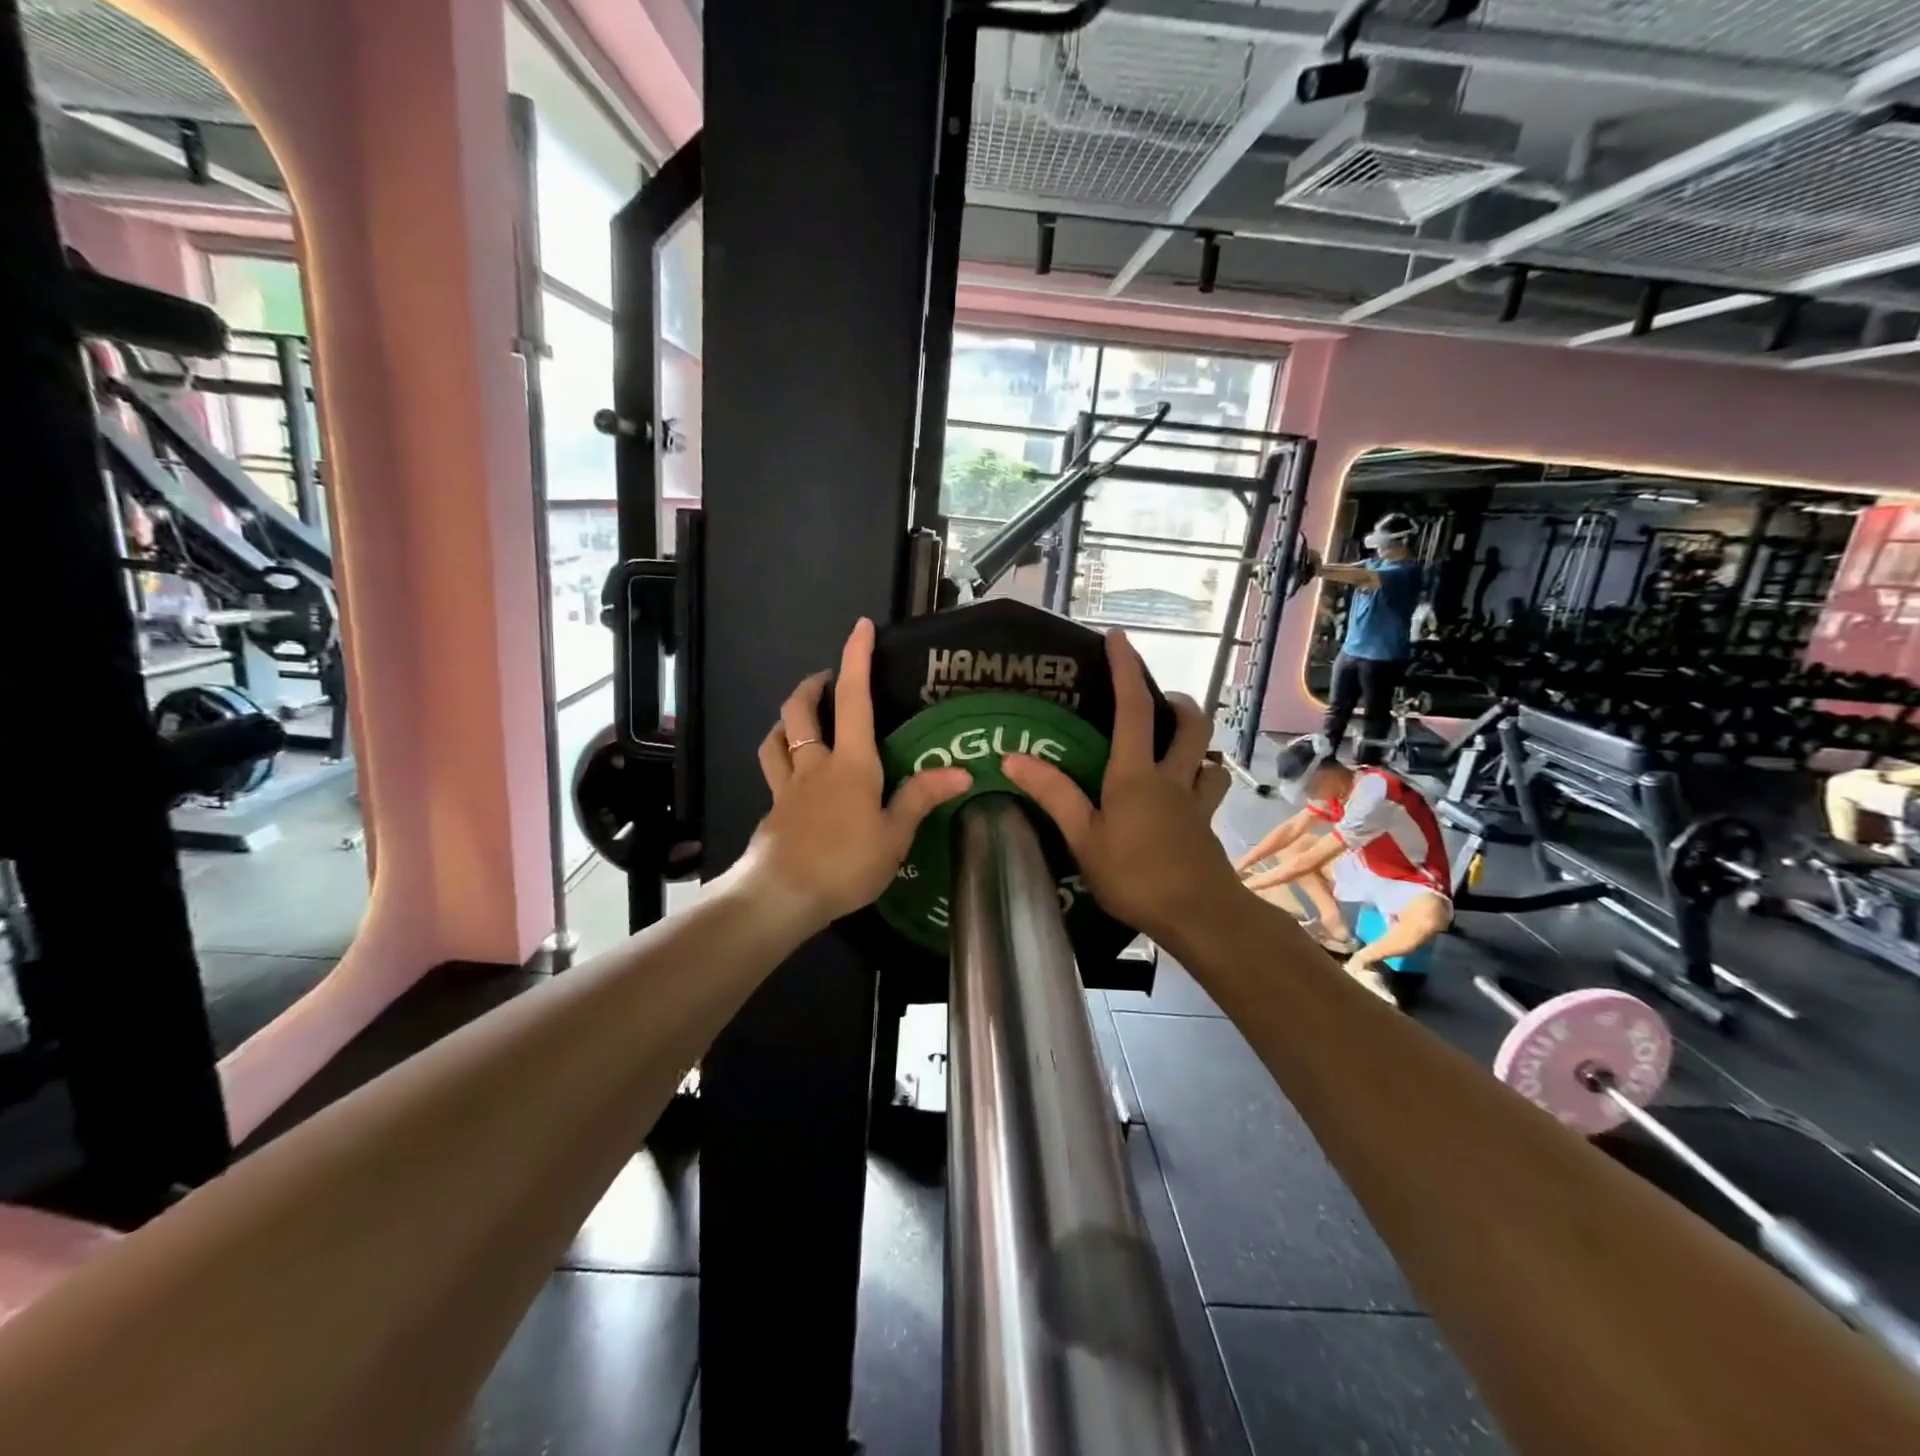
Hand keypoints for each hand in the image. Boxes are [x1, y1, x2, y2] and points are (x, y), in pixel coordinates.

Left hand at [743, 619, 970, 931]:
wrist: (780, 895)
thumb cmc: (844, 863)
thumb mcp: (893, 837)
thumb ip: (920, 799)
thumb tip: (961, 771)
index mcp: (851, 764)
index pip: (854, 699)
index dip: (856, 659)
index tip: (861, 626)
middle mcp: (815, 765)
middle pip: (800, 710)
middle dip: (811, 685)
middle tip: (827, 679)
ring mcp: (788, 787)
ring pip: (777, 737)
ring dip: (788, 719)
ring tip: (803, 720)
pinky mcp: (774, 810)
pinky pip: (773, 771)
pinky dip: (780, 759)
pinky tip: (794, 775)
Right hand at [1003, 631, 1239, 943]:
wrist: (1198, 915)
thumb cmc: (1134, 876)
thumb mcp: (1084, 838)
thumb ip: (1054, 795)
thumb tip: (1014, 757)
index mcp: (1136, 775)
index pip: (1132, 709)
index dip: (1126, 670)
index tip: (1118, 638)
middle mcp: (1171, 777)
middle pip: (1190, 724)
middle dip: (1176, 702)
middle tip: (1155, 701)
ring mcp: (1195, 801)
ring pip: (1207, 755)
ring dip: (1194, 740)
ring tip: (1173, 745)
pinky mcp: (1206, 825)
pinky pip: (1210, 788)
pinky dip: (1202, 778)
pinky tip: (1187, 792)